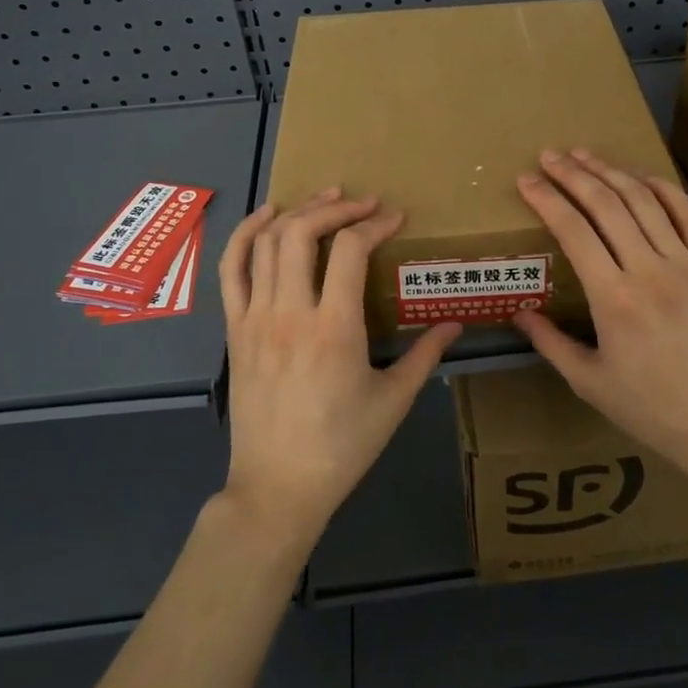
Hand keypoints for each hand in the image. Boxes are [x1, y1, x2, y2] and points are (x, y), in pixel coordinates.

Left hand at [218, 190, 460, 552]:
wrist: (277, 488)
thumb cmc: (341, 447)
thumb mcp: (394, 401)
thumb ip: (426, 355)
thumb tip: (456, 323)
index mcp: (334, 329)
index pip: (351, 250)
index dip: (376, 224)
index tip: (395, 218)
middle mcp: (290, 313)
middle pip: (303, 232)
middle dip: (336, 207)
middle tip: (363, 203)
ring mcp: (255, 319)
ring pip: (269, 243)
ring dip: (298, 211)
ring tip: (326, 199)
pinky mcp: (235, 330)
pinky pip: (231, 270)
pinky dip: (246, 234)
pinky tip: (267, 215)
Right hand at [513, 149, 687, 491]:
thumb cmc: (651, 409)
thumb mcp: (590, 382)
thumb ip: (550, 343)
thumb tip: (518, 312)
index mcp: (614, 300)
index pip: (573, 231)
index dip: (547, 199)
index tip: (526, 180)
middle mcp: (649, 271)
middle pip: (606, 205)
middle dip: (573, 174)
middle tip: (549, 155)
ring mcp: (686, 264)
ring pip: (644, 201)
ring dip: (611, 171)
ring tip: (584, 154)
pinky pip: (687, 214)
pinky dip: (662, 188)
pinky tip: (639, 177)